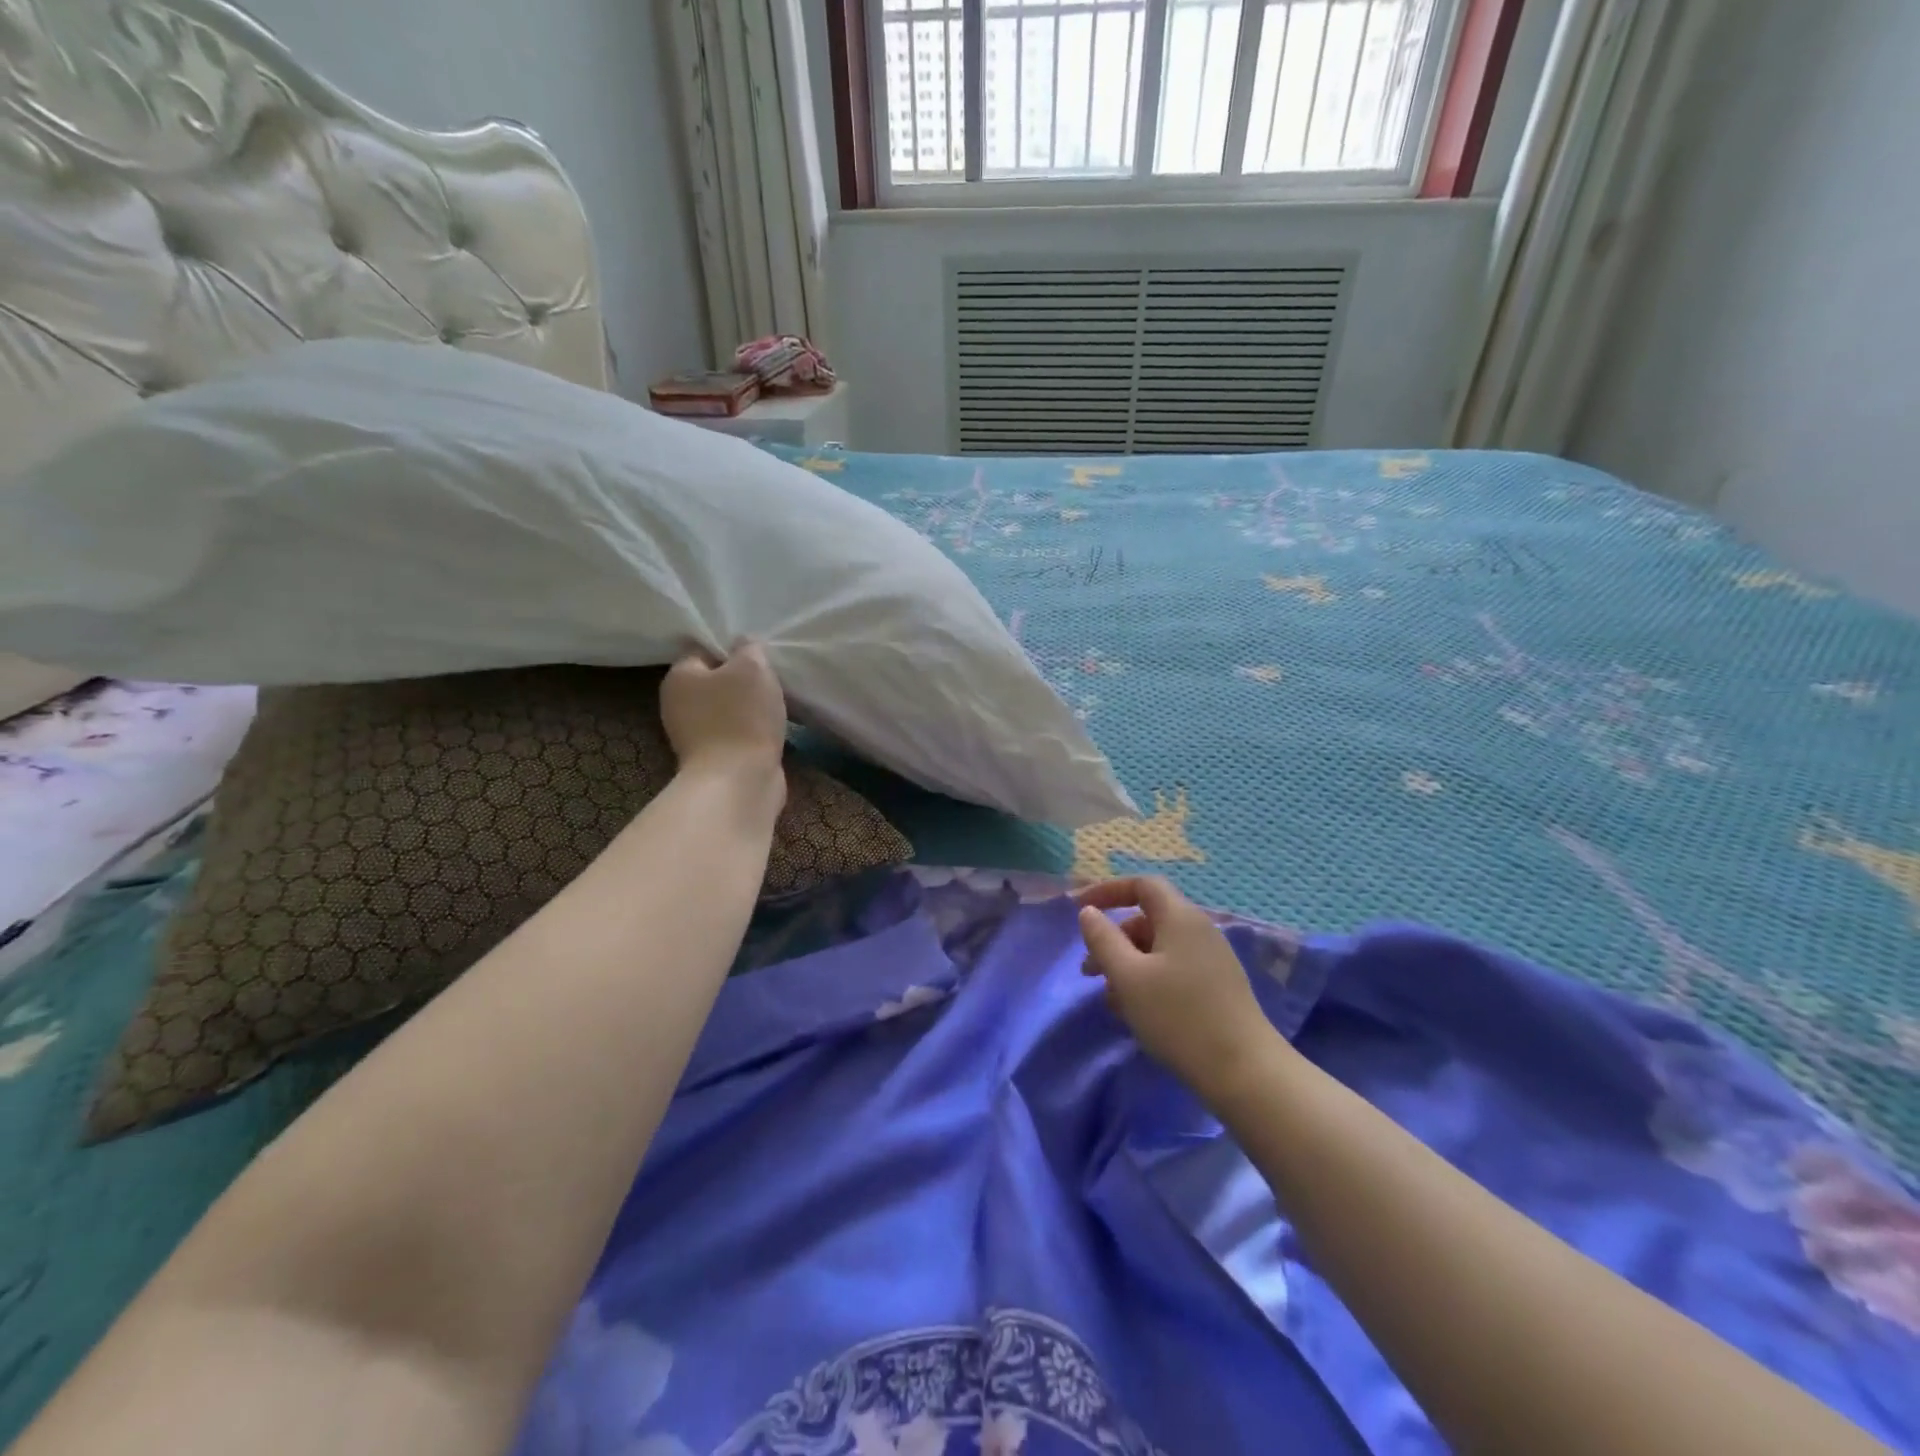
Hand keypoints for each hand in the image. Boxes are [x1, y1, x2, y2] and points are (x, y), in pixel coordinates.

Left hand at [660, 640, 787, 779]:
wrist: (739, 782)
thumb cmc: (741, 718)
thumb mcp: (752, 668)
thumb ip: (749, 649)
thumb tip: (744, 644)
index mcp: (679, 677)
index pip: (702, 650)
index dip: (732, 649)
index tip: (758, 655)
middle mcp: (679, 705)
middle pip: (716, 681)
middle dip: (743, 680)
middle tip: (772, 679)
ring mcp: (696, 736)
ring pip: (728, 709)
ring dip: (751, 708)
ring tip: (778, 704)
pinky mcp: (715, 759)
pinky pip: (737, 733)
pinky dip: (753, 731)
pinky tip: (773, 729)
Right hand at [1077, 877, 1280, 1100]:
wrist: (1244, 1072)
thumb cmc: (1178, 1016)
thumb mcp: (1128, 976)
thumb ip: (1103, 939)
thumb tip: (1089, 913)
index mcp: (1180, 917)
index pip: (1142, 884)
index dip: (1108, 890)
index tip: (1079, 909)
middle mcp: (1199, 930)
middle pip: (1147, 919)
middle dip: (1113, 940)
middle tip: (1089, 971)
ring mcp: (1211, 960)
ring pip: (1158, 949)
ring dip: (1127, 966)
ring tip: (1111, 1001)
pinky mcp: (1216, 988)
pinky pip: (1173, 970)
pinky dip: (1148, 981)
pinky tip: (1137, 1013)